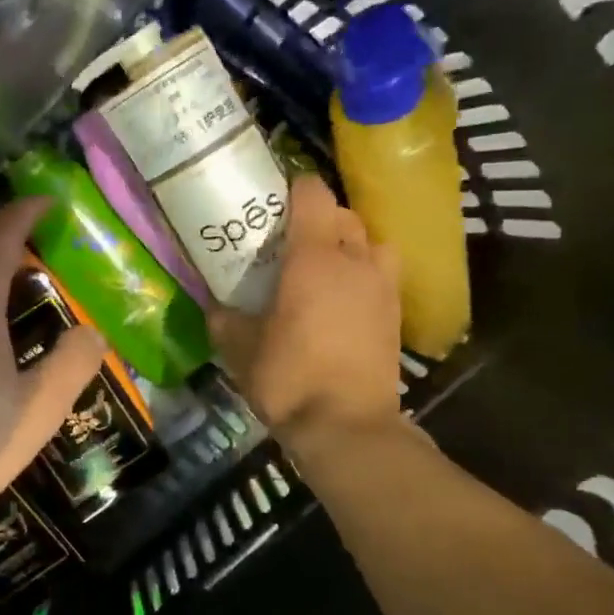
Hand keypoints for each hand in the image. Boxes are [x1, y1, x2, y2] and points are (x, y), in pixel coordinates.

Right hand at [210, 174, 403, 445]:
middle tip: (294, 240)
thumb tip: (216, 307)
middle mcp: (354, 261)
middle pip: (344, 214)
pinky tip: (347, 299)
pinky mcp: (396, 314)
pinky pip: (384, 274)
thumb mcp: (240, 351)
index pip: (312, 194)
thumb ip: (225, 320)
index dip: (294, 187)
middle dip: (322, 218)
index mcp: (313, 257)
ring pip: (373, 241)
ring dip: (353, 243)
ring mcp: (382, 286)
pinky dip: (367, 274)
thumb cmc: (289, 379)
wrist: (347, 426)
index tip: (275, 200)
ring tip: (330, 265)